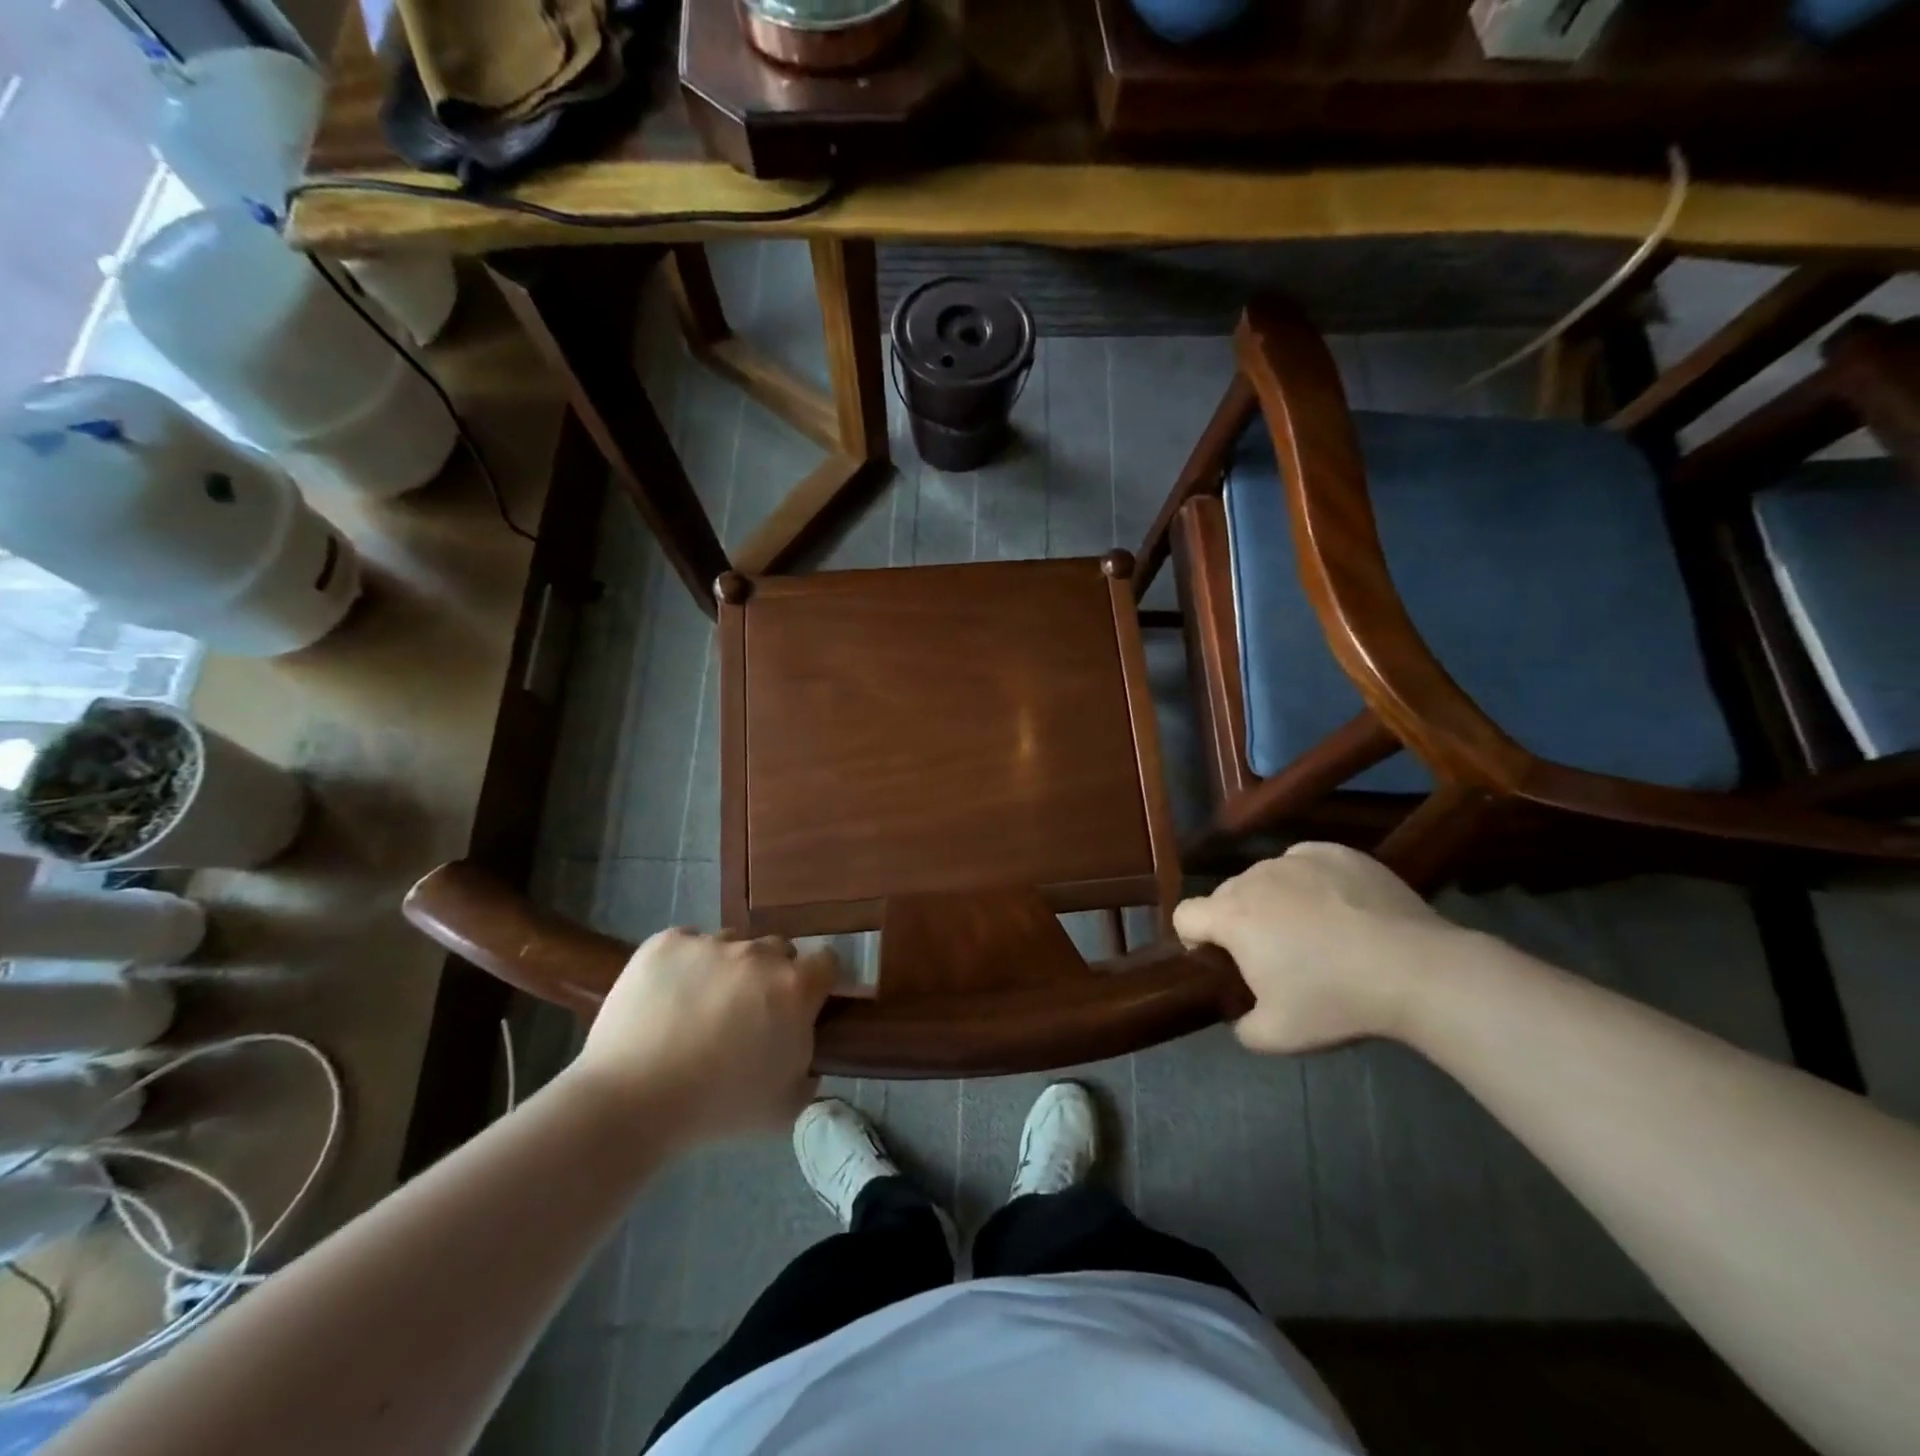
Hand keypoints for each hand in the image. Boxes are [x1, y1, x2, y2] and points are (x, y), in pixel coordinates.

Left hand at [572, 929, 837, 1144]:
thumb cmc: (716, 1109)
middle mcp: (758, 954)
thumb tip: (807, 1058)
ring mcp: (710, 943)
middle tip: (747, 1013)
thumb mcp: (784, 1108)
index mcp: (794, 988)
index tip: (803, 1004)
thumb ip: (809, 1074)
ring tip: (699, 1007)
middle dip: (771, 975)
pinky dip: (684, 964)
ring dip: (727, 968)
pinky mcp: (666, 942)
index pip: (827, 961)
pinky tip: (666, 997)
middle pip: (778, 950)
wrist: (630, 1101)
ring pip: (731, 945)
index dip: (818, 981)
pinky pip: (687, 943)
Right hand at [1173, 843, 1468, 1052]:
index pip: (1185, 915)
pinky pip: (1304, 863)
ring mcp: (1296, 860)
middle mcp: (1254, 877)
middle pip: (1226, 895)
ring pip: (1265, 877)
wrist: (1415, 970)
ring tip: (1312, 930)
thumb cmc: (1335, 1000)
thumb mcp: (1277, 1036)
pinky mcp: (1335, 852)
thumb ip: (1242, 1027)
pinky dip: (1308, 881)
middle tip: (1273, 954)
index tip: (1220, 961)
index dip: (1193, 938)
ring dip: (1273, 899)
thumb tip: (1240, 1016)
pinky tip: (1338, 907)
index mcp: (1231, 916)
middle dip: (1237, 921)